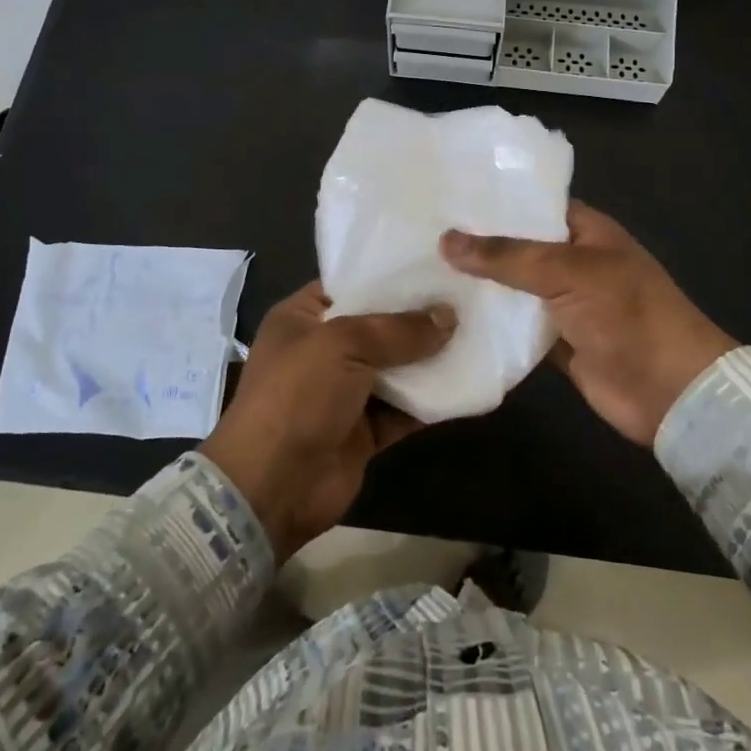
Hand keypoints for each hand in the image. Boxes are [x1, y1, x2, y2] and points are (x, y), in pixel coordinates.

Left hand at [201, 282, 453, 560]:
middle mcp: (324, 350)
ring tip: (478, 331)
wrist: (272, 487)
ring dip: (431, 357)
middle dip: (420, 315)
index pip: (350, 283)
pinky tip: (468, 380)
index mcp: (302, 317)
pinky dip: (432, 399)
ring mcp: (345, 391)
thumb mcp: (343, 345)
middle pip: (380, 325)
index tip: (435, 263)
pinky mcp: (365, 429)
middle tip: (468, 295)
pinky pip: (405, 408)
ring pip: (397, 367)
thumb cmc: (297, 396)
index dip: (390, 274)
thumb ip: (398, 329)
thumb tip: (449, 316)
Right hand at [441, 201, 735, 446]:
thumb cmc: (627, 313)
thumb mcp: (567, 271)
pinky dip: (491, 324)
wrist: (669, 390)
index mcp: (587, 231)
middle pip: (519, 247)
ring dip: (479, 285)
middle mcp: (574, 262)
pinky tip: (447, 315)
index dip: (495, 200)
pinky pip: (516, 326)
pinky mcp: (556, 342)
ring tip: (421, 270)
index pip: (534, 204)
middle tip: (420, 233)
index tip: (446, 196)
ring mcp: (565, 304)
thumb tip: (447, 240)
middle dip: (478, 244)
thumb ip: (507, 256)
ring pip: (513, 288)